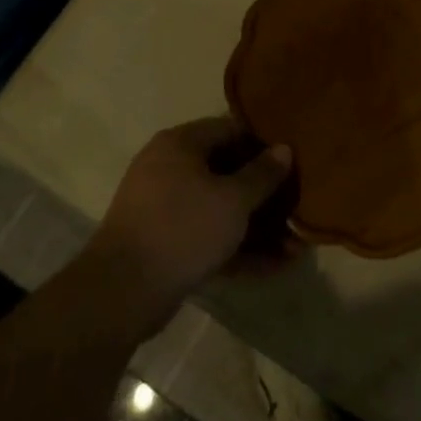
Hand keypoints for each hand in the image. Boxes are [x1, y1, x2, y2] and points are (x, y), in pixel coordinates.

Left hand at [83, 116, 298, 329]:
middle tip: (298, 205)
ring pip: (220, 209)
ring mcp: (164, 208)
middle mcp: (169, 168)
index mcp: (180, 144)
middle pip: (227, 172)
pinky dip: (237, 248)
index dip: (264, 143)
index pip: (230, 129)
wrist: (121, 292)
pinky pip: (208, 237)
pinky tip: (274, 267)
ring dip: (257, 227)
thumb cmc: (183, 228)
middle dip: (265, 194)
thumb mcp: (233, 200)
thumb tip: (284, 149)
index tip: (295, 159)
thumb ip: (262, 174)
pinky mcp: (164, 243)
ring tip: (296, 245)